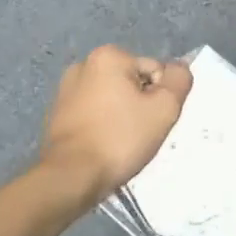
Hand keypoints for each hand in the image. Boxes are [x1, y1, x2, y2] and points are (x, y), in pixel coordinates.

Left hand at [39, 46, 192, 202]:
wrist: (71, 178)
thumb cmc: (119, 139)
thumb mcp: (164, 108)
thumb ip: (179, 80)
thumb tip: (179, 68)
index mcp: (108, 56)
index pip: (154, 71)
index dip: (160, 96)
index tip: (152, 120)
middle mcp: (83, 65)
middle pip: (132, 82)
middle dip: (140, 104)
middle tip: (140, 132)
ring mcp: (65, 90)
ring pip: (112, 98)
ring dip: (122, 115)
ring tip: (121, 142)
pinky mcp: (56, 115)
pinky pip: (93, 113)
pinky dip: (103, 125)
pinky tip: (104, 146)